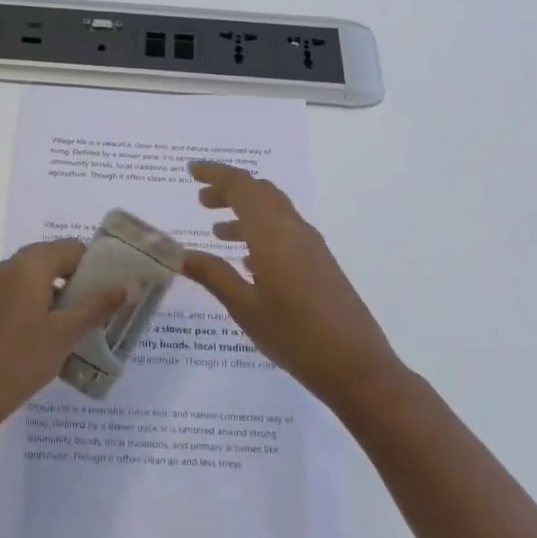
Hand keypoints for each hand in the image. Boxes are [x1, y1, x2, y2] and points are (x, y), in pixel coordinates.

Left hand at [0, 239, 127, 440]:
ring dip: (52, 294)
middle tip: (94, 310)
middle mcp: (4, 267)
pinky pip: (11, 294)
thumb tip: (131, 285)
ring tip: (70, 327)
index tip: (109, 291)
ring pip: (29, 278)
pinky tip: (38, 337)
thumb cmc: (20, 361)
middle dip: (74, 280)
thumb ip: (98, 305)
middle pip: (49, 260)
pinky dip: (30, 305)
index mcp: (28, 265)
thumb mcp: (65, 334)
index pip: (71, 248)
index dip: (94, 265)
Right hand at [180, 161, 402, 413]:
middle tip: (201, 202)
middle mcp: (293, 229)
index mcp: (272, 234)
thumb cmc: (295, 336)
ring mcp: (311, 245)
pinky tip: (249, 260)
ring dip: (245, 211)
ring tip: (218, 231)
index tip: (191, 171)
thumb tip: (179, 254)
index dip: (215, 173)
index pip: (241, 186)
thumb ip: (213, 275)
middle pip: (259, 192)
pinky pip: (286, 230)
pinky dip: (262, 231)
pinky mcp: (321, 262)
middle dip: (229, 190)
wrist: (357, 366)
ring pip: (274, 210)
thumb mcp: (245, 308)